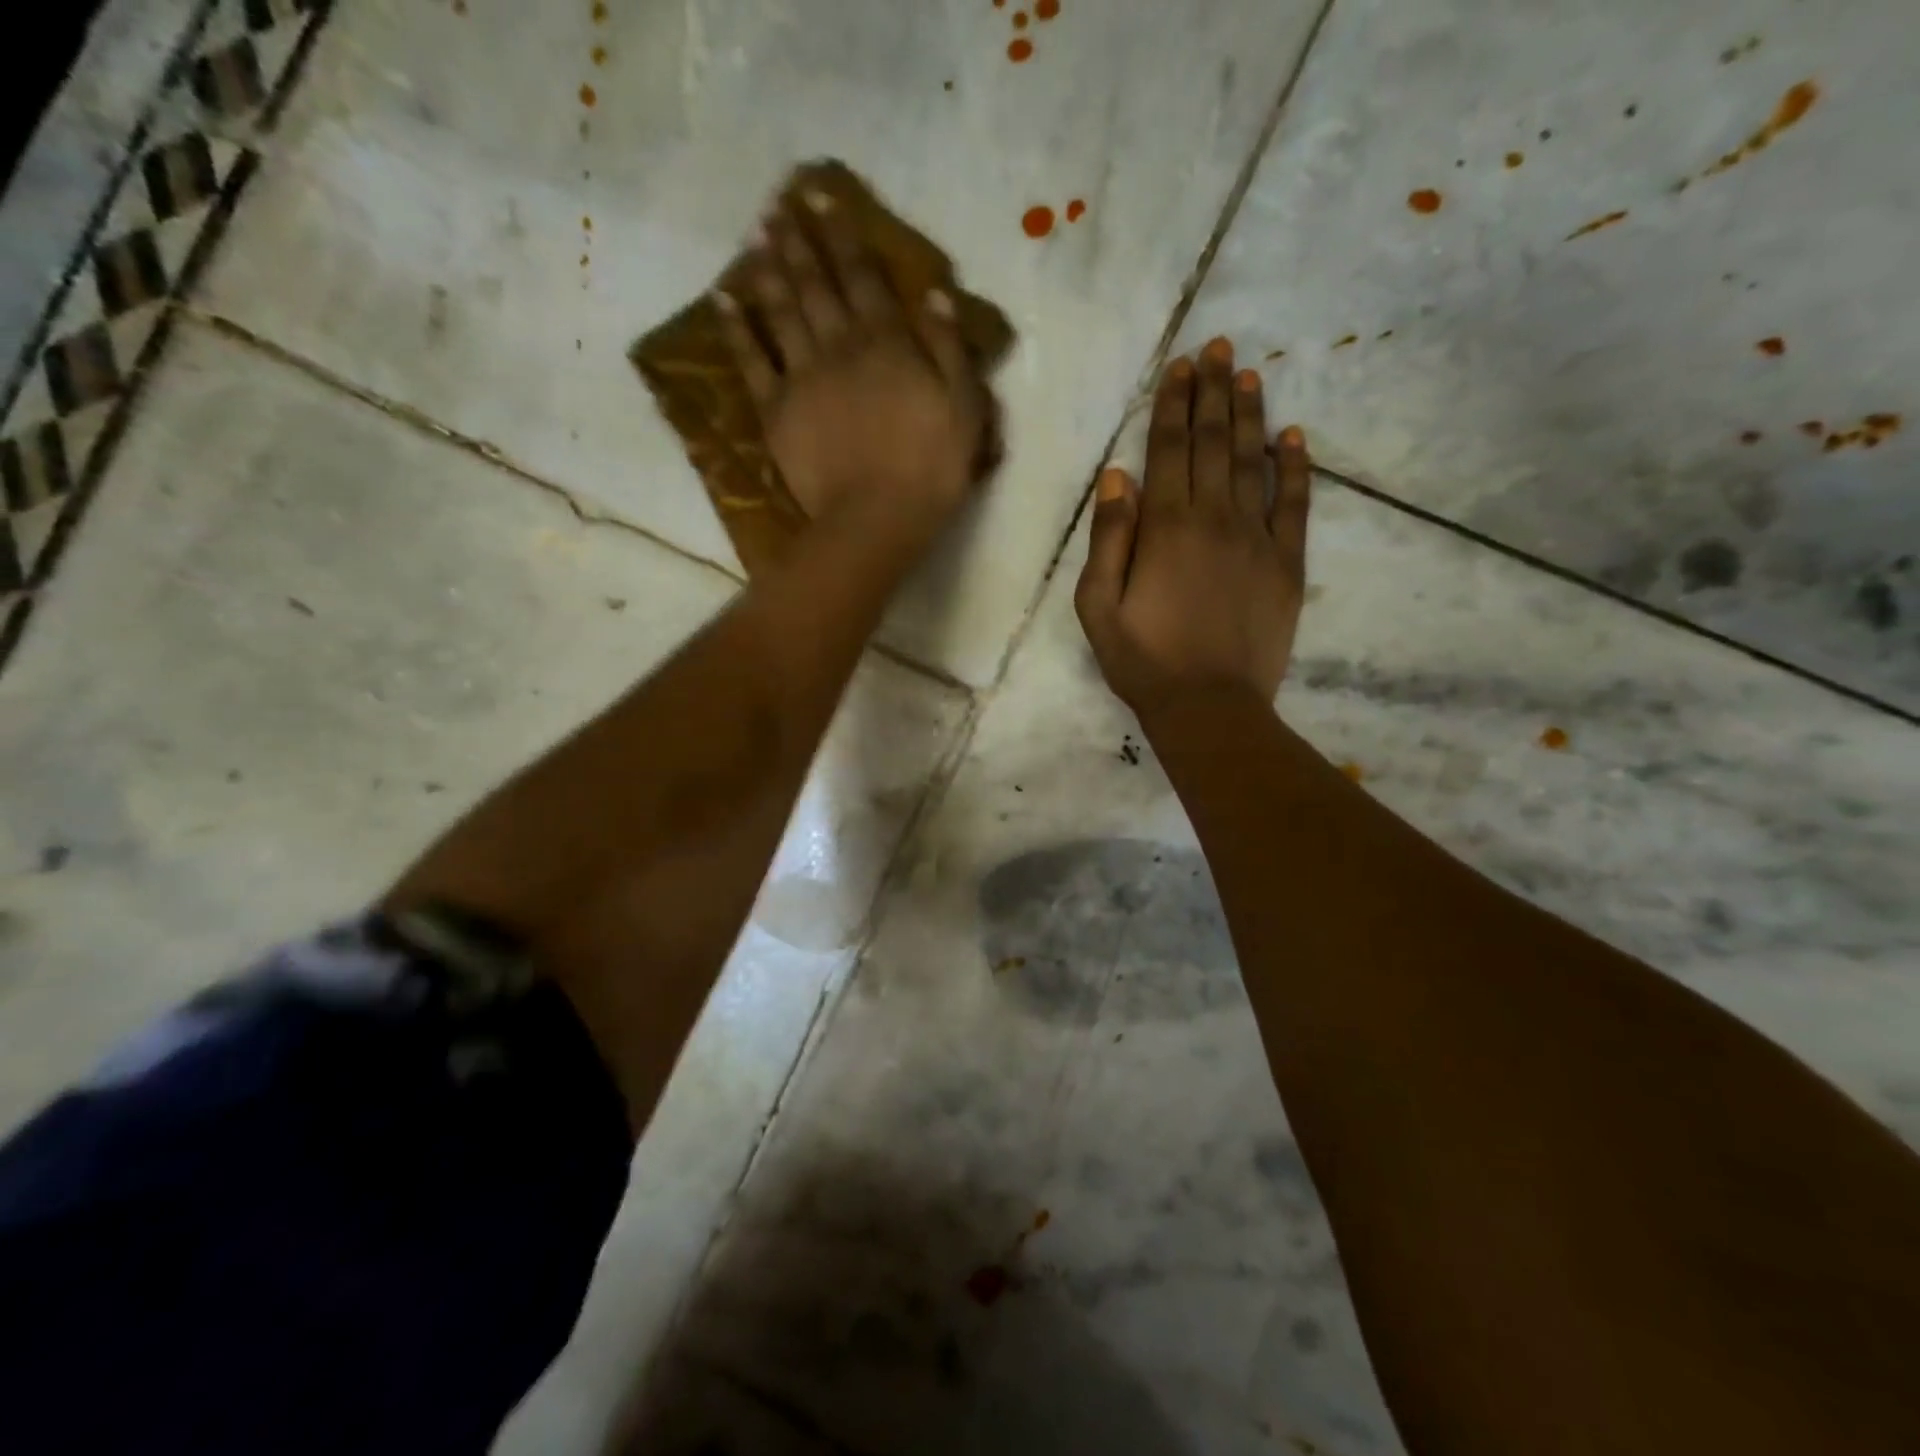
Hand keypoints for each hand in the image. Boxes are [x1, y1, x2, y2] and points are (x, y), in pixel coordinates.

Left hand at [716, 189, 990, 549]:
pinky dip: (736, 329)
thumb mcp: (965, 408)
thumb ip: (949, 348)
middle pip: (817, 285)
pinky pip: (751, 361)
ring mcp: (802, 377)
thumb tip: (933, 294)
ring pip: (781, 311)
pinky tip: (724, 301)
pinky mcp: (776, 411)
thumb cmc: (931, 469)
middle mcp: (840, 346)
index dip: (843, 235)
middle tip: (781, 205)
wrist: (877, 519)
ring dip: (768, 270)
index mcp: (887, 343)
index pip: (864, 277)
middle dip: (800, 242)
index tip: (823, 196)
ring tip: (756, 236)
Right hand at [1075, 338, 1311, 715]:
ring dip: (1249, 415)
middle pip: (1213, 444)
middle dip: (1211, 393)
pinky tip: (1293, 437)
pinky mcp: (1286, 563)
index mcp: (1164, 528)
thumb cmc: (1143, 661)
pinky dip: (1294, 468)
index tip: (1180, 366)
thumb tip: (1118, 476)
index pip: (1169, 451)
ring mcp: (1256, 538)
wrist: (1209, 706)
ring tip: (1247, 374)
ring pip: (1253, 462)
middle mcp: (1213, 519)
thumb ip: (1108, 538)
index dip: (1173, 405)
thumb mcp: (1098, 606)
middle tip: (1217, 347)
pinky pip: (1293, 504)